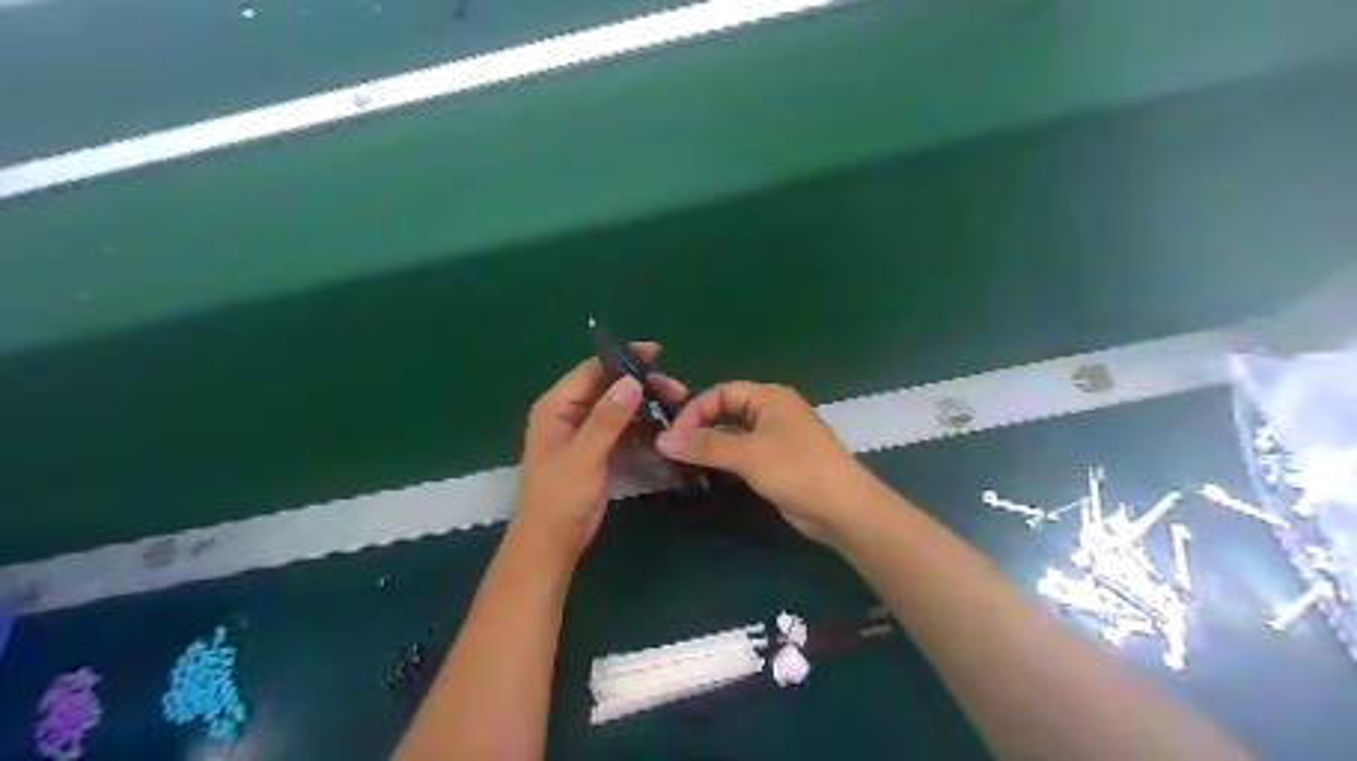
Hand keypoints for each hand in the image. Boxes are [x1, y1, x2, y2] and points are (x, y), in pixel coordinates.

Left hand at [518, 346, 690, 565]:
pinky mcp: (598, 451)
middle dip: (642, 386)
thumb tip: (632, 381)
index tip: (658, 353)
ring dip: (646, 408)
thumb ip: (607, 419)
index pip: (592, 370)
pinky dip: (643, 429)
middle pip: (610, 388)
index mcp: (557, 406)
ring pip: (620, 409)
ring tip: (677, 410)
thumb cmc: (560, 497)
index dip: (624, 359)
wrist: (552, 543)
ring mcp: (585, 433)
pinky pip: (624, 431)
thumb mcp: (584, 456)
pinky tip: (666, 431)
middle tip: (677, 391)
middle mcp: (570, 413)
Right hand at [654, 383, 881, 543]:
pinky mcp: (778, 463)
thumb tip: (662, 439)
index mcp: (769, 397)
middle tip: (674, 452)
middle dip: (700, 429)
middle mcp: (772, 412)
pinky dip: (725, 462)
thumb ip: (704, 445)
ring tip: (683, 465)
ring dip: (711, 447)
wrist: (843, 509)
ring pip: (734, 435)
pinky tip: (708, 476)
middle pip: (726, 412)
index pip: (721, 392)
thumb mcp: (747, 454)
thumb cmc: (796, 469)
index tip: (673, 437)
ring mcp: (777, 438)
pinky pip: (744, 455)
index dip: (695, 410)